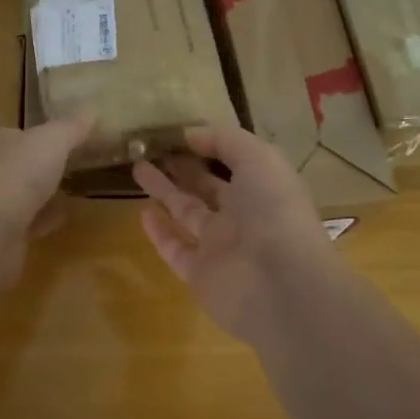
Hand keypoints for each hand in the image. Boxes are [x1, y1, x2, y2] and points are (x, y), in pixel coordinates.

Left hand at [0, 114, 93, 289]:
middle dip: (40, 167)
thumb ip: (71, 127)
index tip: (66, 141)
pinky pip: (25, 225)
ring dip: (41, 196)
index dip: (39, 136)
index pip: (15, 134)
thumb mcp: (52, 141)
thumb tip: (92, 108)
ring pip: (20, 196)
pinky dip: (42, 221)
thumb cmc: (15, 175)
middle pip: (17, 166)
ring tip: (71, 193)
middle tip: (72, 167)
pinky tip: (62, 220)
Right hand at [133, 125, 340, 344]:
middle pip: (207, 186)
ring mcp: (221, 246)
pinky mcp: (200, 274)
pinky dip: (160, 233)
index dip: (209, 145)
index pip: (234, 161)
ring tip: (138, 167)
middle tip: (151, 147)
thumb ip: (225, 140)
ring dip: (165, 191)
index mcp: (263, 187)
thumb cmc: (274, 211)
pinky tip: (143, 212)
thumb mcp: (258, 158)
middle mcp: (243, 215)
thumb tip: (191, 134)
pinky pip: (176, 249)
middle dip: (183, 167)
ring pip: (187, 213)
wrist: (281, 286)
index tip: (178, 132)